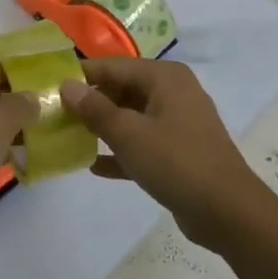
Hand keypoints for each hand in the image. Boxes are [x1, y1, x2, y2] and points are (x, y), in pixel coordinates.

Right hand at [59, 59, 266, 249]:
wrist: (229, 212)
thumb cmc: (176, 162)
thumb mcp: (128, 134)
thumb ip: (95, 109)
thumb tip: (66, 85)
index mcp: (164, 77)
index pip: (112, 66)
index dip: (80, 76)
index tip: (49, 87)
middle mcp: (172, 92)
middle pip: (121, 89)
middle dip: (90, 103)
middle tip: (55, 116)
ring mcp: (178, 122)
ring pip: (131, 116)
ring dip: (102, 127)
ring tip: (68, 137)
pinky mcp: (179, 151)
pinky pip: (142, 142)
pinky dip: (121, 150)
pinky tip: (93, 165)